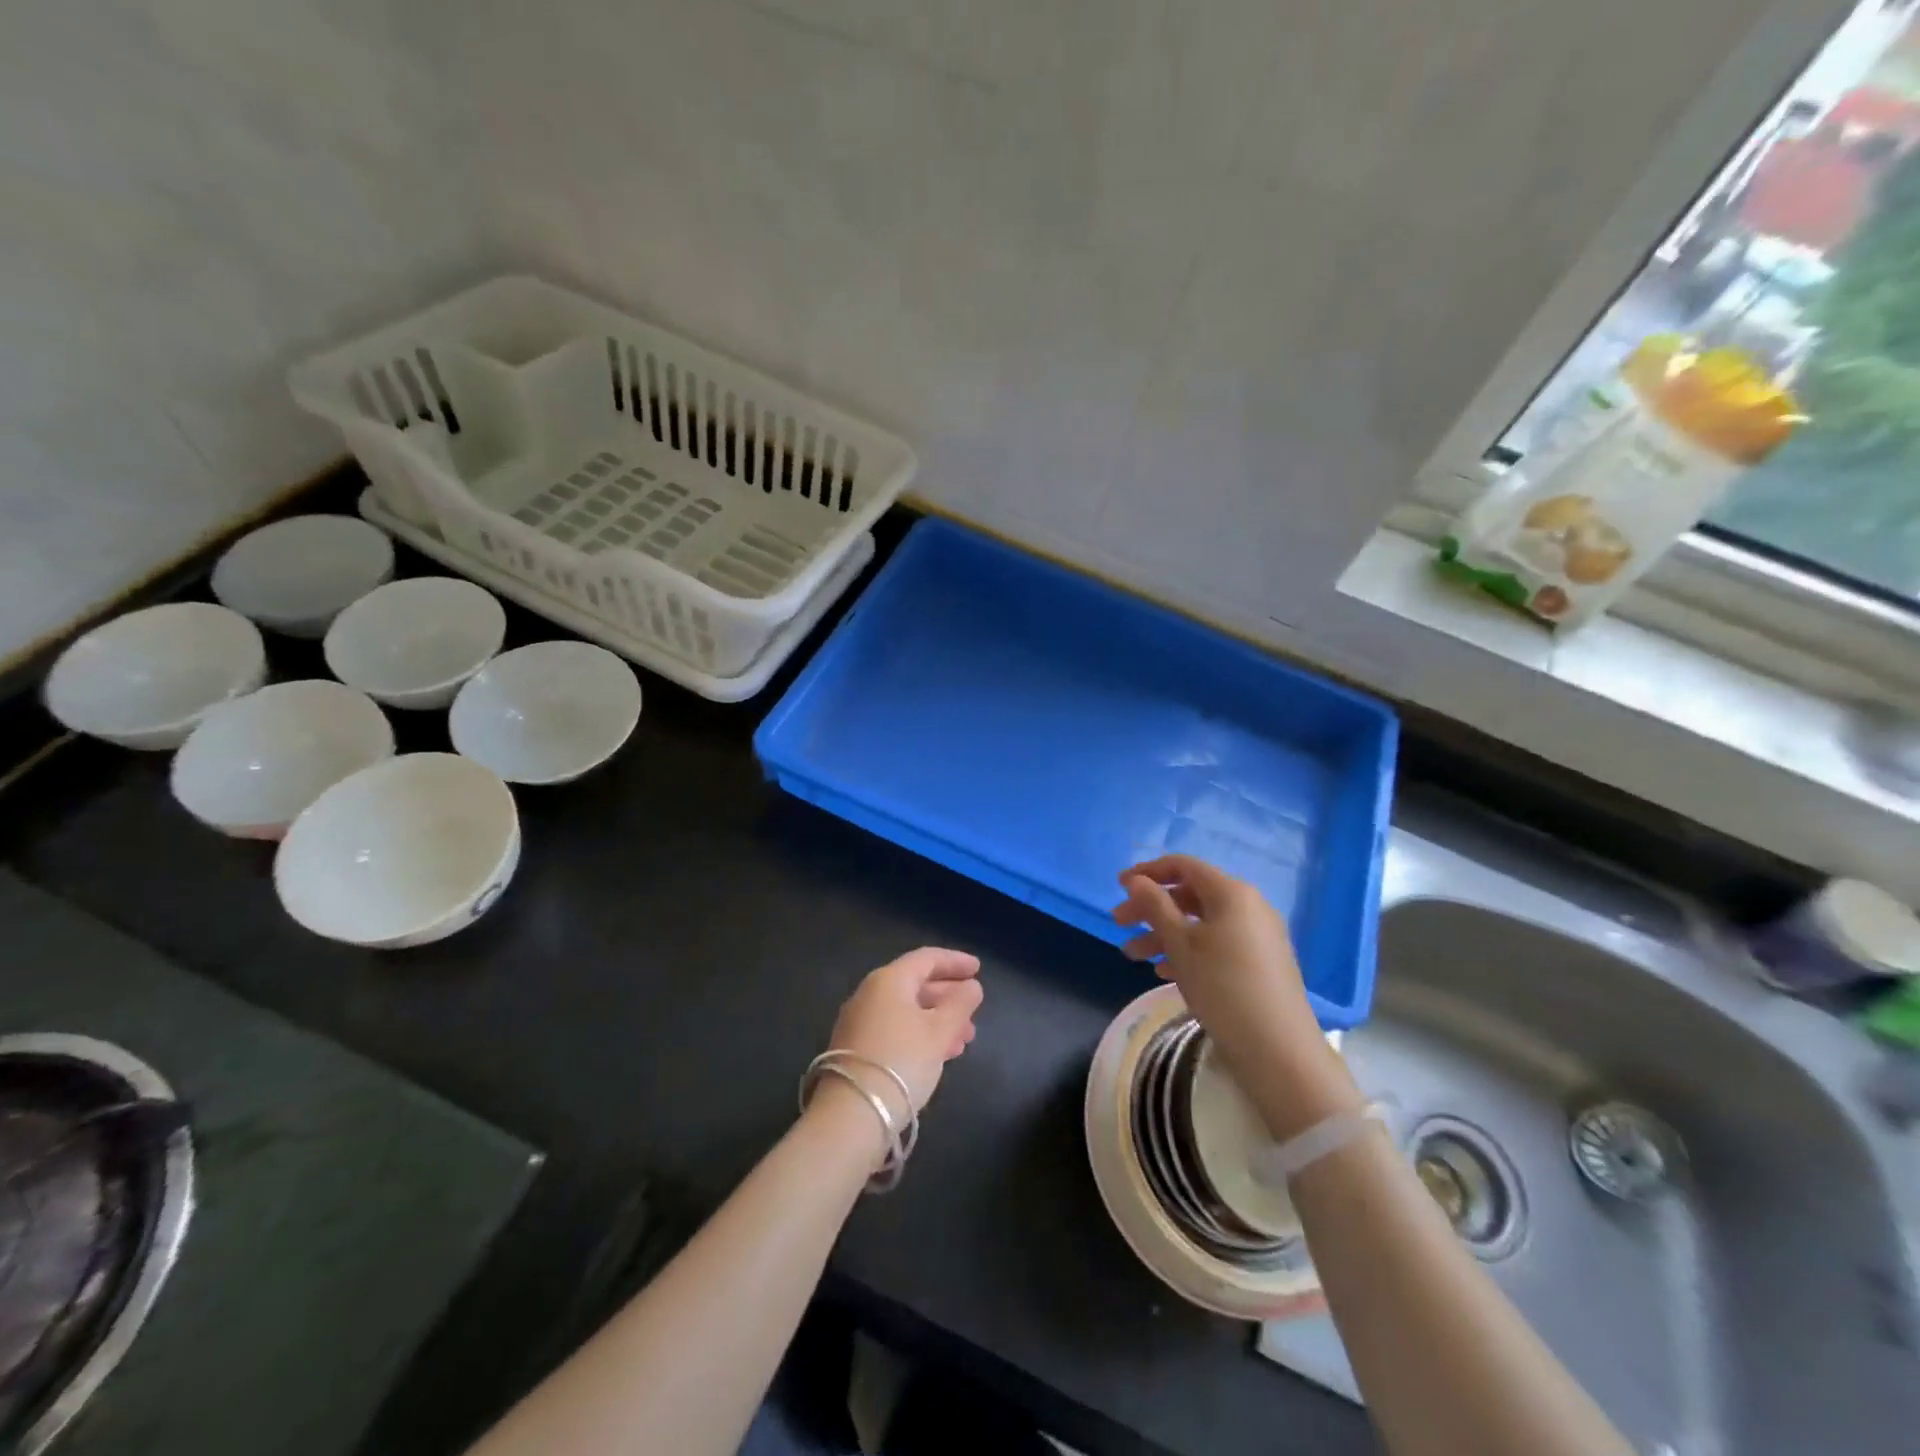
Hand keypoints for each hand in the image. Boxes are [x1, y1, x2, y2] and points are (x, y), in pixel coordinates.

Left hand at [825, 947, 982, 1123]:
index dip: (955, 961)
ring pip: (908, 1010)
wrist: (852, 1114)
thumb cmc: (901, 1062)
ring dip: (939, 1019)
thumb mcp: (939, 1031)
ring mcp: (860, 1022)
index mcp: (888, 980)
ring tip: (965, 1039)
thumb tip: (971, 986)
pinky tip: (941, 1054)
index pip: (926, 959)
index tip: (978, 968)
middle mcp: (870, 994)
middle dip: (949, 996)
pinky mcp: (857, 1049)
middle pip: (916, 984)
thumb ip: (960, 1004)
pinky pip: (897, 1029)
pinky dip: (921, 1034)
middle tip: (975, 1009)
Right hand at [1112, 855, 1356, 1136]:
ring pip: (1201, 923)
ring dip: (1164, 934)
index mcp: (1231, 893)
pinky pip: (1217, 943)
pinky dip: (1188, 951)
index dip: (1148, 872)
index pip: (1183, 866)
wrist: (1278, 1050)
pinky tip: (1163, 972)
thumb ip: (1155, 906)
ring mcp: (1257, 935)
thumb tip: (1136, 880)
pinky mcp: (1260, 962)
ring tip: (1132, 955)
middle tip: (1118, 923)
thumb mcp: (1180, 944)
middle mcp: (1248, 906)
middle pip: (1190, 895)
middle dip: (1151, 908)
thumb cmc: (1222, 987)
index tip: (1119, 886)